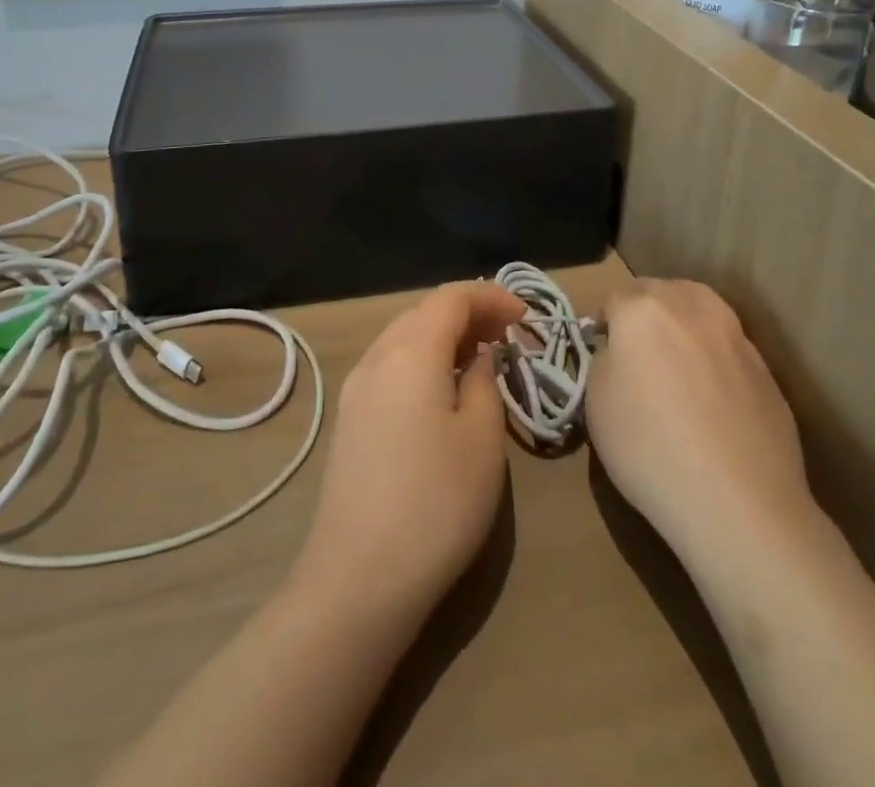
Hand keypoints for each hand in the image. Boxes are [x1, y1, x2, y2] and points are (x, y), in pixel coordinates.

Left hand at [290, 282, 525, 623]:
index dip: (491, 296)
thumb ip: (483, 382)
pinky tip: (441, 390)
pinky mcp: (349, 419)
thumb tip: (477, 360)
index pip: (451, 297)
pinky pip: (390, 365)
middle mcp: (376, 357)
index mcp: (410, 351)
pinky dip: (422, 360)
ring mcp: (356, 389)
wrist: (358, 579)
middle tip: (507, 337)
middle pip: (424, 311)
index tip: (525, 318)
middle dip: (468, 314)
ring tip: (479, 359)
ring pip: (403, 337)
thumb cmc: (435, 503)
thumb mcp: (481, 438)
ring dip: (443, 336)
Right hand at [585, 280, 816, 568]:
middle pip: (660, 293)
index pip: (614, 298)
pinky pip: (727, 347)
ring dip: (683, 326)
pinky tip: (711, 399)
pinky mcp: (766, 368)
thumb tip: (618, 351)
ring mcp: (735, 335)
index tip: (602, 353)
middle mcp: (692, 307)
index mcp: (644, 309)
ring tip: (676, 366)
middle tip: (637, 354)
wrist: (740, 502)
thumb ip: (604, 360)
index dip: (604, 324)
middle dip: (644, 313)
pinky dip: (714, 358)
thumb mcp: (595, 402)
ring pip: (699, 311)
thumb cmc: (650, 447)